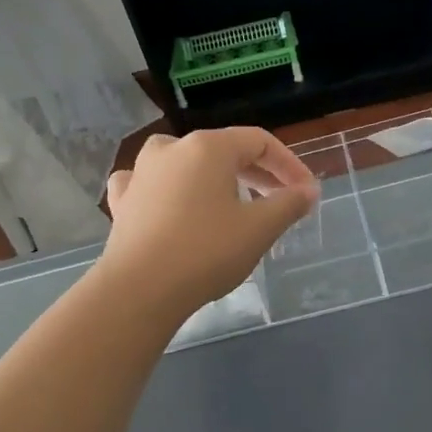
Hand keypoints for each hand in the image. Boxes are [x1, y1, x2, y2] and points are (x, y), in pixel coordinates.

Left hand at [98, 128, 319, 318]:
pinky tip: (171, 203)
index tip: (306, 192)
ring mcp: (141, 172)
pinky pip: (151, 184)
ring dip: (213, 179)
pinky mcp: (123, 200)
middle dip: (256, 173)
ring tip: (229, 202)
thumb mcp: (259, 229)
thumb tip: (308, 191)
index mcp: (209, 147)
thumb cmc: (206, 252)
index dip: (289, 164)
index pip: (259, 142)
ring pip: (185, 163)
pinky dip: (168, 190)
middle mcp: (172, 148)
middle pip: (224, 150)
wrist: (139, 289)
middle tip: (278, 200)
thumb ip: (288, 204)